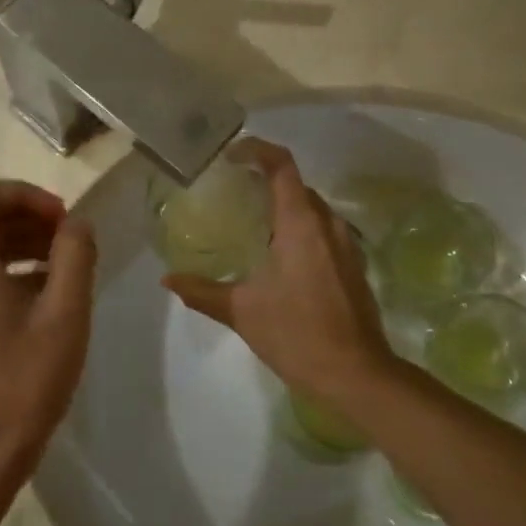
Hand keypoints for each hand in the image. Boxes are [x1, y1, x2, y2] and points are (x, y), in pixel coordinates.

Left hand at [0, 180, 97, 523]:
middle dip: (29, 219)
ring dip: (23, 246)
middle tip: (71, 242)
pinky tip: (46, 300)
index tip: (63, 219)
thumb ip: (75, 256)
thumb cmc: (21, 382)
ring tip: (67, 269)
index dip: (27, 194)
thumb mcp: (64, 314)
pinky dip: (10, 272)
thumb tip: (77, 223)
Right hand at [164, 141, 393, 405]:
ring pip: (313, 209)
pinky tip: (279, 257)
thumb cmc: (297, 334)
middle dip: (266, 181)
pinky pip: (324, 232)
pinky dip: (300, 229)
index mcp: (300, 224)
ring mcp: (346, 245)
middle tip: (233, 193)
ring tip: (252, 223)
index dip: (257, 150)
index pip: (281, 166)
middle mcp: (327, 224)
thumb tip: (168, 279)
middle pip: (297, 185)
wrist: (357, 374)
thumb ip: (202, 291)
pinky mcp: (354, 266)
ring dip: (285, 207)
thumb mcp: (242, 311)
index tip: (231, 155)